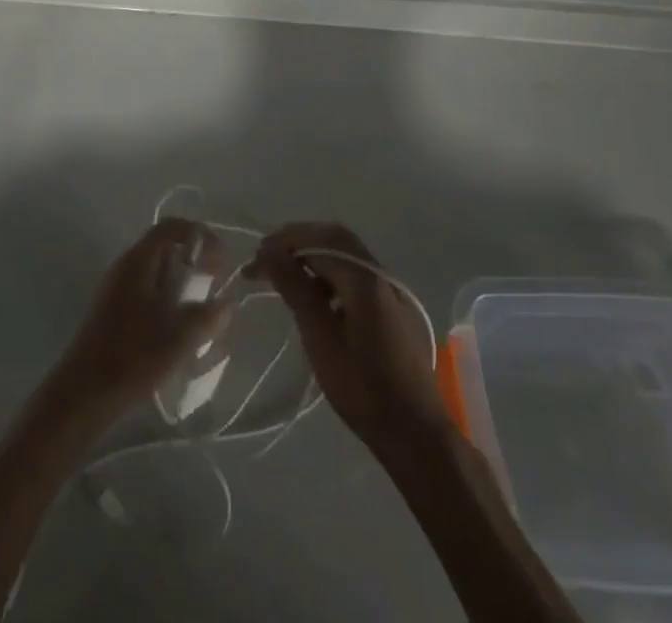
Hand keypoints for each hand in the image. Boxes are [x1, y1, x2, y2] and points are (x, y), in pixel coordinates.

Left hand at [38, 218, 229, 433]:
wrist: (83, 394)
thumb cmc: (131, 357)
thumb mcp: (178, 338)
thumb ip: (208, 316)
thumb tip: (227, 303)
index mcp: (138, 261)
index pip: (172, 227)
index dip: (200, 236)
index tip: (220, 262)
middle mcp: (126, 266)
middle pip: (166, 248)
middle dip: (195, 264)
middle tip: (214, 290)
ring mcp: (117, 289)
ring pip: (158, 273)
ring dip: (183, 286)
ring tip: (202, 315)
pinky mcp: (115, 312)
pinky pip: (148, 293)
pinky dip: (168, 302)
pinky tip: (179, 332)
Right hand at [254, 221, 447, 451]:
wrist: (416, 434)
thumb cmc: (363, 387)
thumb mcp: (320, 338)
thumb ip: (296, 289)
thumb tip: (271, 253)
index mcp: (364, 278)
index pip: (317, 241)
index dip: (283, 243)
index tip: (255, 259)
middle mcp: (379, 274)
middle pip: (334, 238)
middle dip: (298, 241)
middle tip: (268, 256)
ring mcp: (390, 290)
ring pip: (346, 254)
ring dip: (314, 256)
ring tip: (286, 275)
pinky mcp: (393, 307)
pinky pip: (356, 274)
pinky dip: (331, 273)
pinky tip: (316, 297)